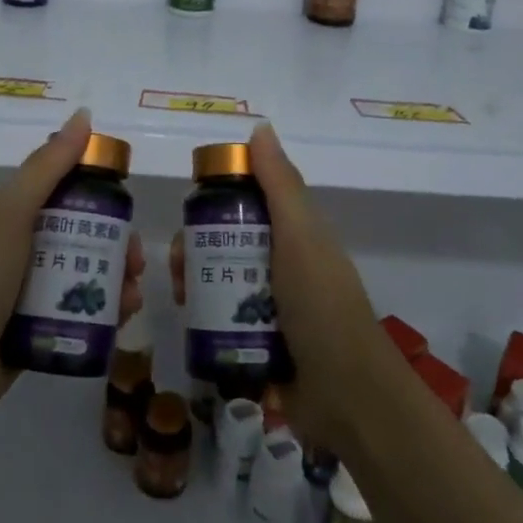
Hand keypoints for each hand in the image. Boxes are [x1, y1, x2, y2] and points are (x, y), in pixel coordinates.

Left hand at [0, 108, 144, 444]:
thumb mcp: (11, 216)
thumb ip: (47, 167)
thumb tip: (83, 115)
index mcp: (12, 215)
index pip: (63, 190)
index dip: (98, 191)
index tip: (127, 205)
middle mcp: (21, 249)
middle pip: (81, 234)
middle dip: (115, 244)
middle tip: (134, 262)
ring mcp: (27, 292)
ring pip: (84, 275)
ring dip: (114, 281)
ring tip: (131, 300)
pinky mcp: (36, 330)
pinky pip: (77, 312)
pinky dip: (102, 313)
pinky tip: (120, 323)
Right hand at [169, 123, 392, 452]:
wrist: (346, 395)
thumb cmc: (322, 305)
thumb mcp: (301, 236)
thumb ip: (280, 184)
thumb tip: (259, 127)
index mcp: (295, 237)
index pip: (248, 205)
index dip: (216, 201)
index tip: (190, 210)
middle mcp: (281, 268)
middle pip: (226, 245)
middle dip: (195, 248)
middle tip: (176, 264)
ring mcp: (270, 309)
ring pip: (219, 282)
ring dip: (195, 282)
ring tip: (180, 296)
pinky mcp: (256, 344)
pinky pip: (220, 320)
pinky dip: (202, 317)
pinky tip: (186, 320)